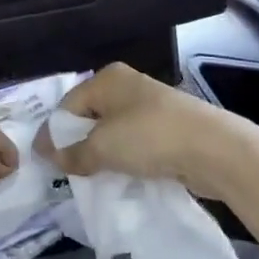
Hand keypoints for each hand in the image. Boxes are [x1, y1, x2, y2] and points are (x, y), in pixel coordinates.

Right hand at [36, 63, 253, 202]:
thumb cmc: (149, 137)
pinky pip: (134, 144)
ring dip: (102, 155)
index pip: (67, 105)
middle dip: (78, 145)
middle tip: (67, 173)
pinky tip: (121, 178)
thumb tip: (48, 155)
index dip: (54, 134)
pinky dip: (125, 160)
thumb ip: (71, 153)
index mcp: (107, 79)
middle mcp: (126, 86)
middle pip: (90, 117)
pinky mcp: (167, 128)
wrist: (213, 149)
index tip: (45, 163)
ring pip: (113, 132)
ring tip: (93, 179)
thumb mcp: (102, 147)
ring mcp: (149, 106)